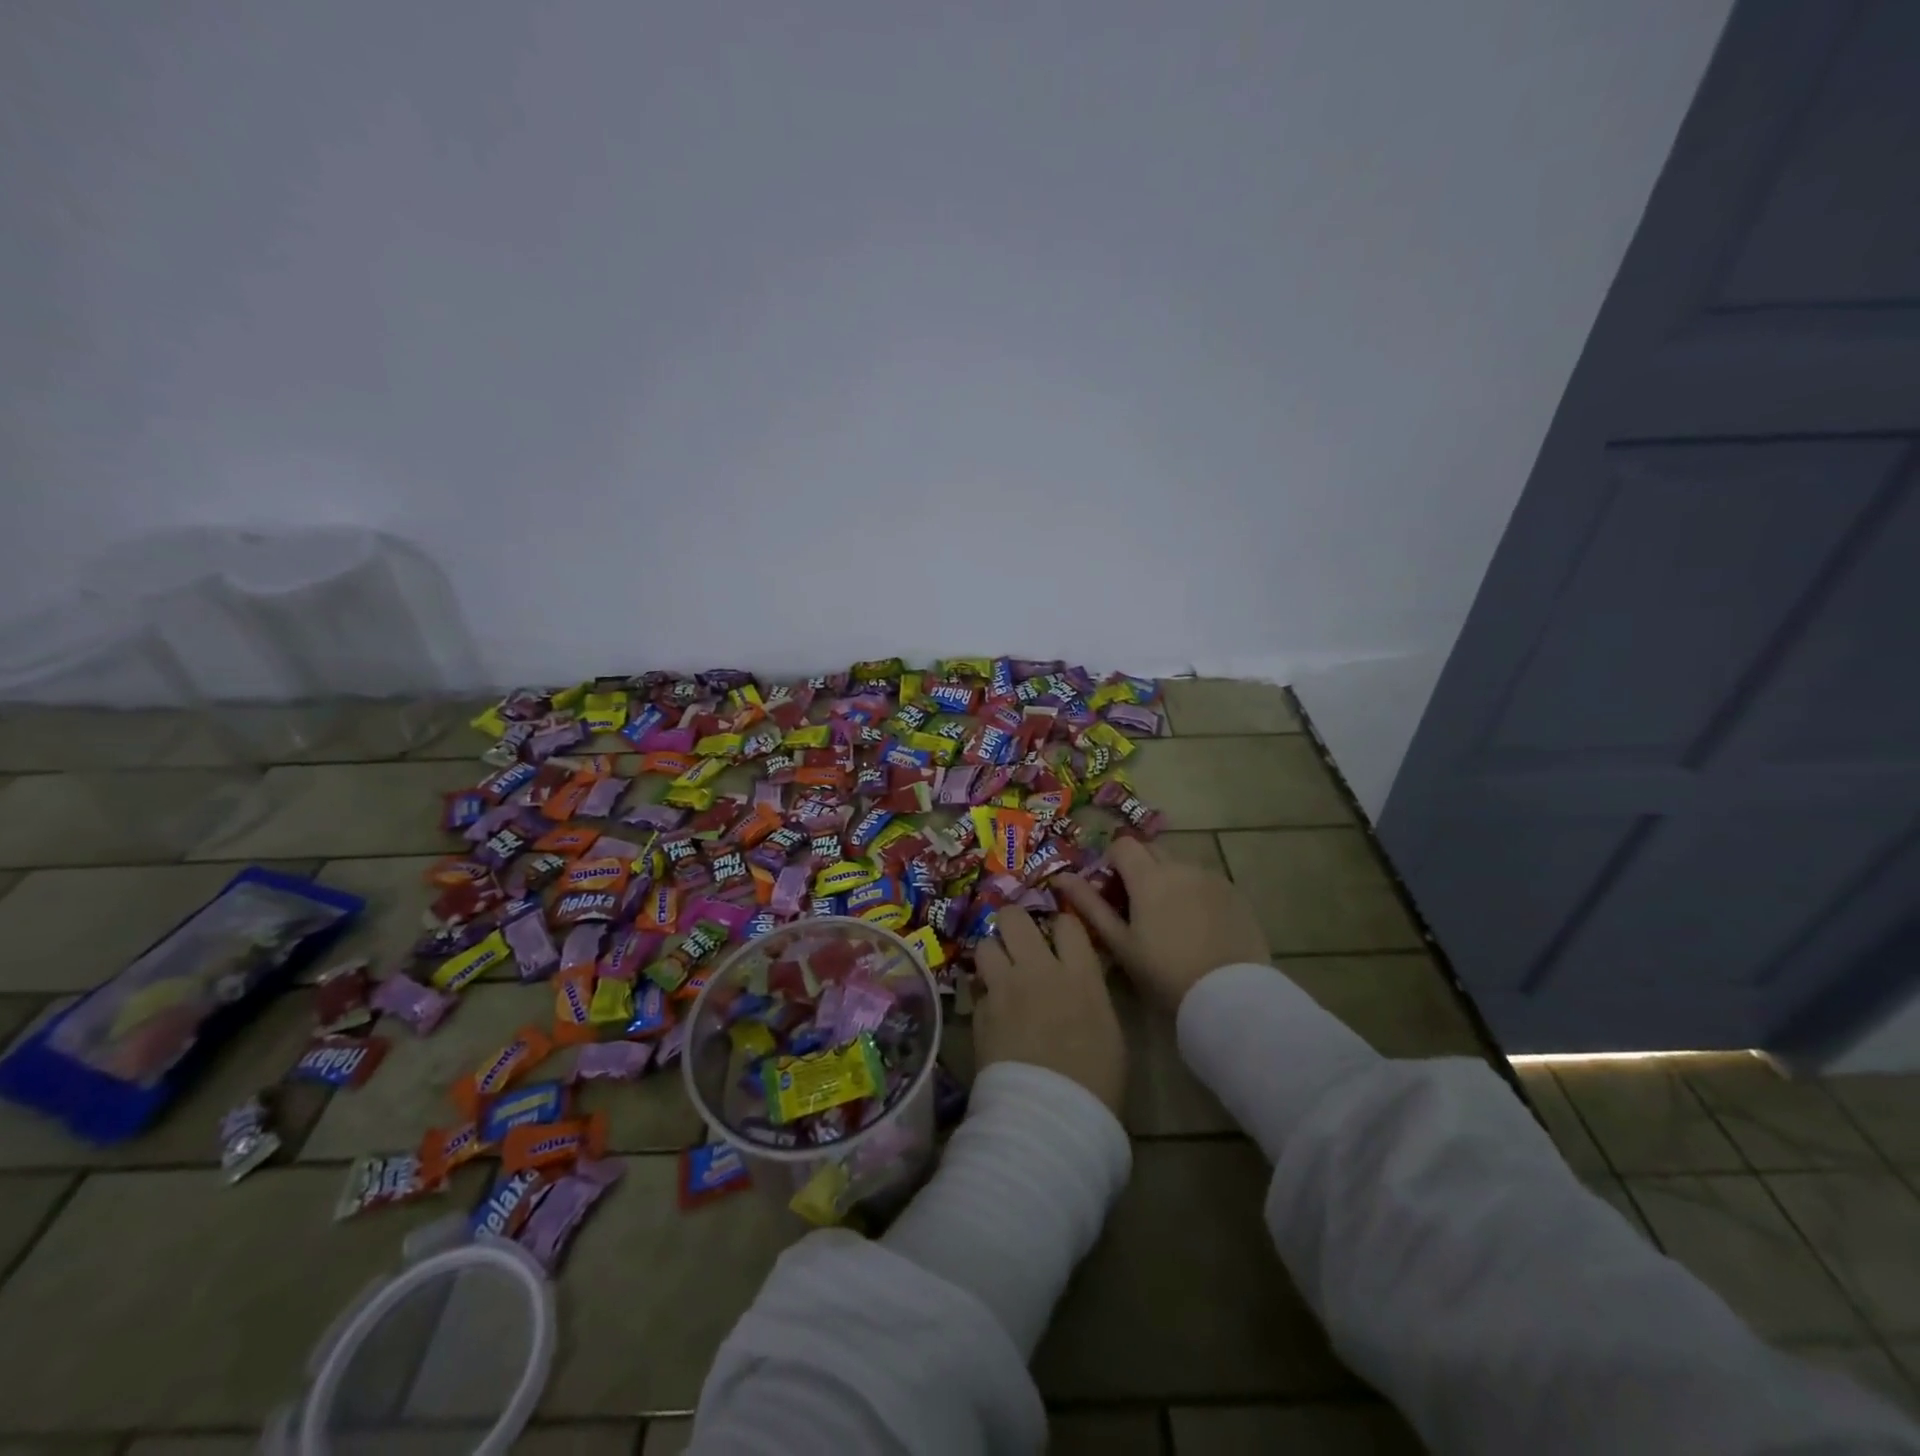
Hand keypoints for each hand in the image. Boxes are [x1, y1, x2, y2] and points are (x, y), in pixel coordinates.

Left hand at [971, 907, 1125, 1114]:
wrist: (1050, 1115)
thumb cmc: (1096, 1080)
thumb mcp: (1109, 1029)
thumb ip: (1089, 993)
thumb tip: (1078, 981)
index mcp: (1079, 975)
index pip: (1066, 922)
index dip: (1061, 926)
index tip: (1059, 937)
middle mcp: (1038, 970)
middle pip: (1014, 918)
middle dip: (1013, 922)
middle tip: (1017, 938)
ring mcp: (1004, 989)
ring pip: (985, 944)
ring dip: (992, 954)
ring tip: (999, 971)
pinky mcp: (979, 1012)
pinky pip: (976, 987)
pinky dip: (983, 993)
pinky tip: (991, 1009)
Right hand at [1056, 838, 1268, 1012]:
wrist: (1229, 995)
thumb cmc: (1164, 972)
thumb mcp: (1120, 943)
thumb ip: (1090, 904)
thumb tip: (1061, 876)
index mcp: (1149, 876)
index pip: (1122, 844)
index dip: (1111, 861)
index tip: (1111, 889)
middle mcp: (1180, 866)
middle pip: (1151, 850)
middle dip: (1139, 868)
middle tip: (1136, 905)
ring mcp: (1211, 877)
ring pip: (1179, 865)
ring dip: (1167, 880)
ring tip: (1169, 919)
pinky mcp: (1234, 893)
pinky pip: (1204, 881)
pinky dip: (1194, 893)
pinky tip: (1197, 926)